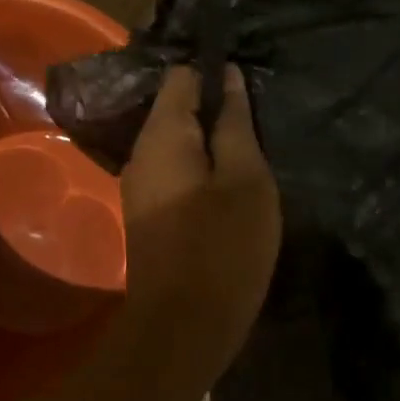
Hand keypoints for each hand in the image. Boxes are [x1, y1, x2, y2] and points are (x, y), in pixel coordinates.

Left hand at [120, 64, 280, 371]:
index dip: (215, 71)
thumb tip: (228, 76)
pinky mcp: (147, 212)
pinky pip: (174, 170)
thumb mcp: (246, 180)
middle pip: (176, 108)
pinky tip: (230, 180)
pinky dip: (200, 166)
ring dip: (211, 140)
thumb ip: (235, 124)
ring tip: (252, 147)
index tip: (250, 81)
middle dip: (215, 107)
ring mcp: (139, 184)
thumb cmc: (222, 248)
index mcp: (162, 135)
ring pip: (177, 142)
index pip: (181, 75)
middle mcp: (141, 152)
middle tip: (259, 118)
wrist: (180, 329)